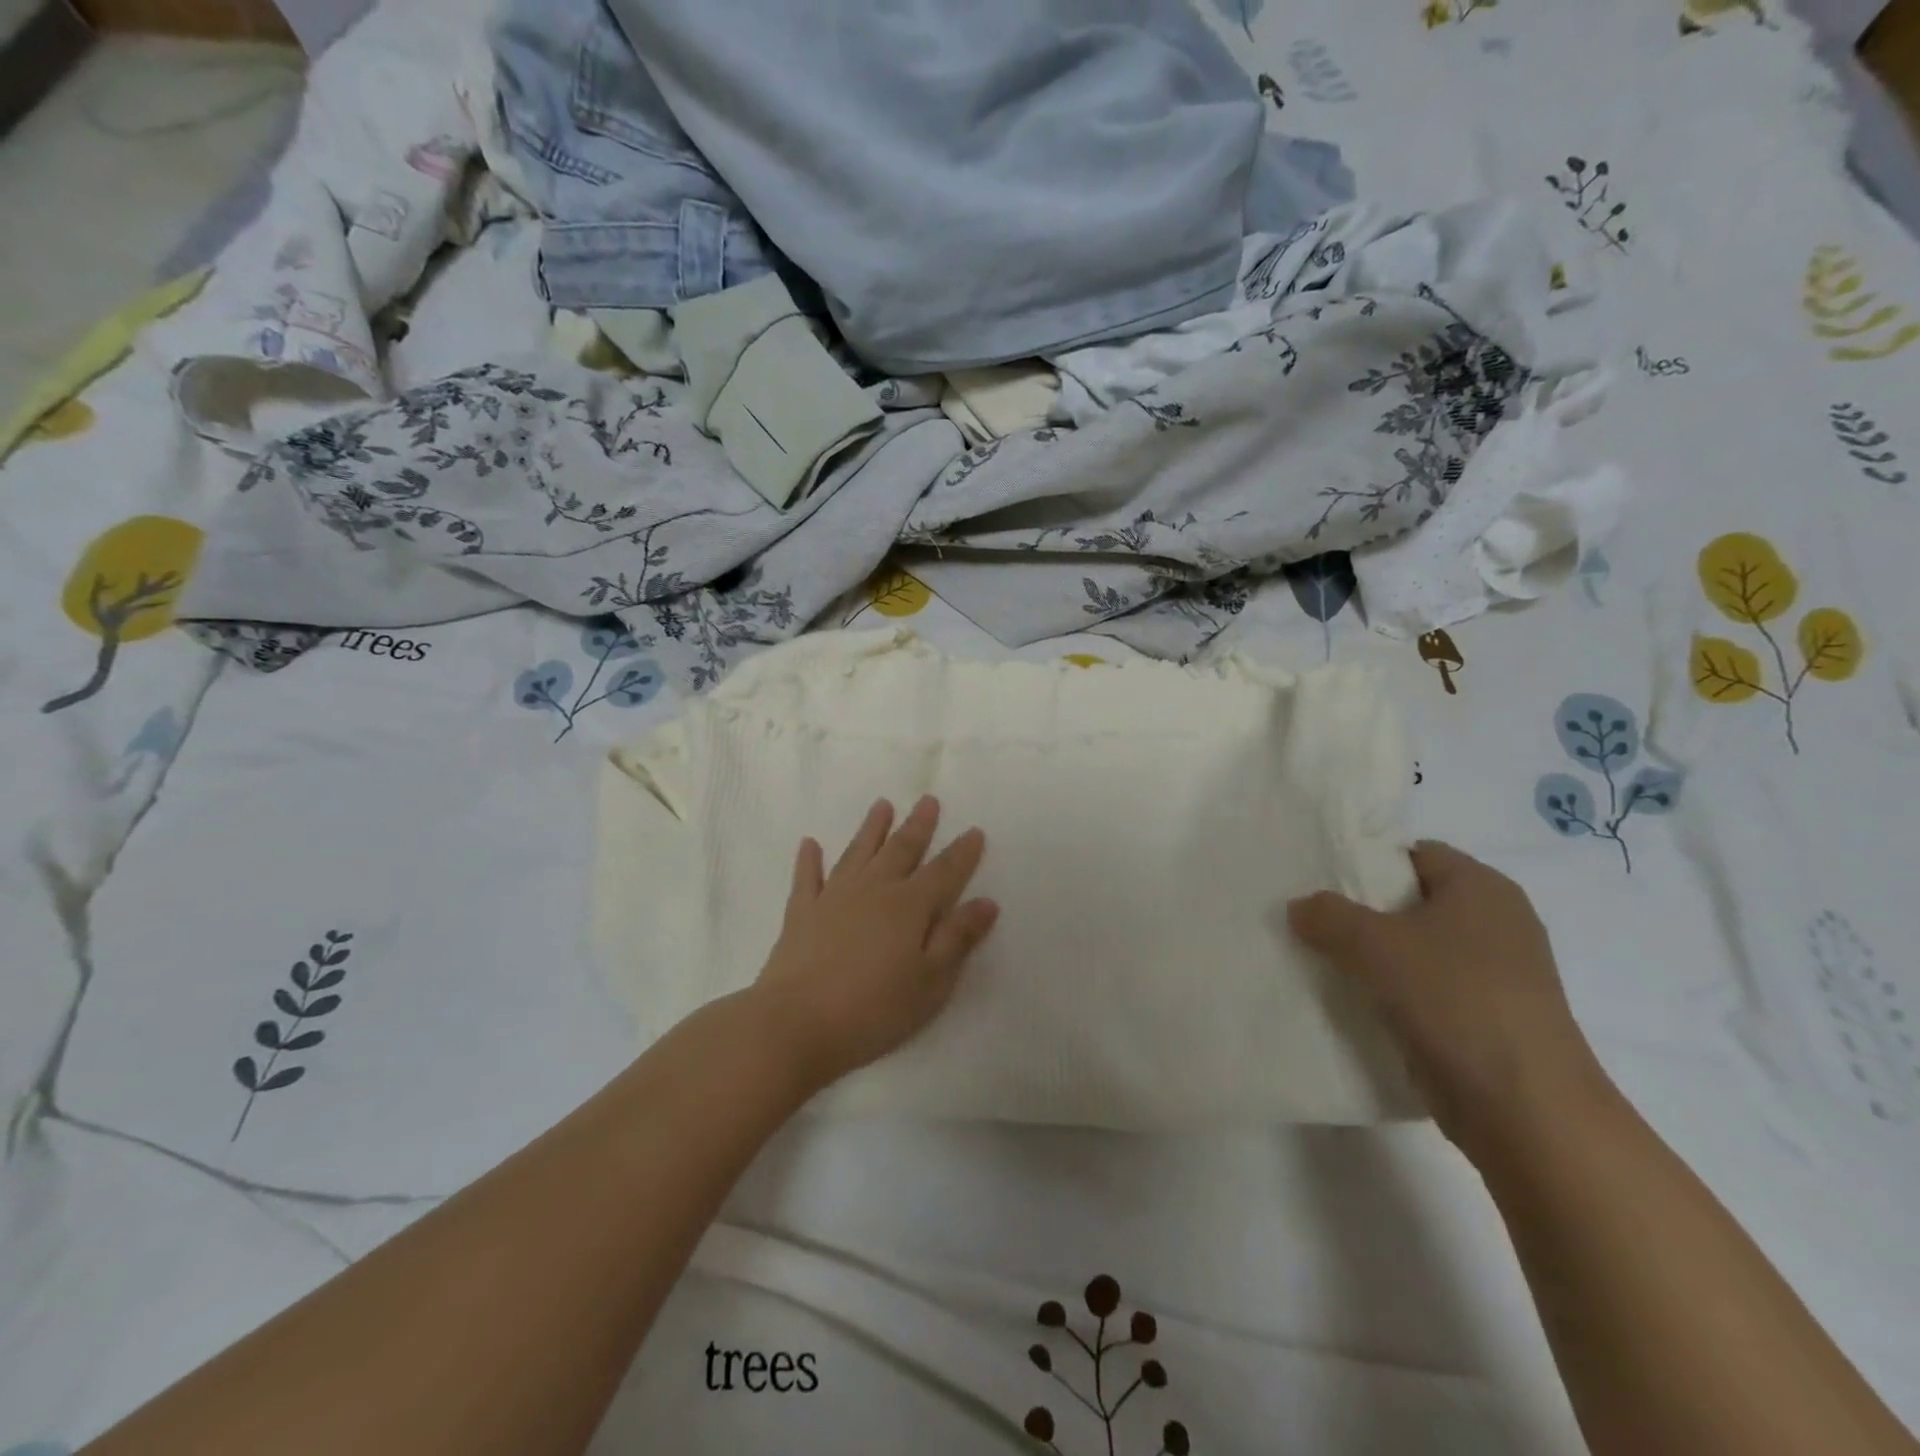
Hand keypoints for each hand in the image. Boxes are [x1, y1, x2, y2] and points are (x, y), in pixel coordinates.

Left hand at [751, 796, 999, 1091]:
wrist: (795, 1023)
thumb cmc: (874, 1009)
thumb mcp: (930, 982)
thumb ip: (957, 938)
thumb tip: (986, 902)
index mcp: (909, 906)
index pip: (944, 871)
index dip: (962, 852)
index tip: (974, 830)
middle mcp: (873, 890)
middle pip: (901, 850)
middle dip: (918, 825)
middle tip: (928, 800)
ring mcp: (833, 897)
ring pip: (858, 852)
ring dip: (871, 828)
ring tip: (882, 805)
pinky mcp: (801, 913)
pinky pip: (807, 877)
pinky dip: (809, 860)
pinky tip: (810, 844)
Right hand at [1288, 841, 1609, 1157]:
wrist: (1525, 1108)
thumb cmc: (1455, 1000)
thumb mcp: (1374, 944)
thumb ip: (1328, 915)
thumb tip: (1300, 907)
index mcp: (1481, 887)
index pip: (1413, 854)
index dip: (1366, 862)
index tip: (1320, 881)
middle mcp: (1496, 922)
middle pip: (1411, 901)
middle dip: (1361, 911)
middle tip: (1311, 920)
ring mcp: (1495, 974)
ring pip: (1416, 948)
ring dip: (1373, 955)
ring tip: (1322, 959)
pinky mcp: (1487, 1017)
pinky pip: (1426, 987)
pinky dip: (1392, 990)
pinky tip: (1354, 1000)